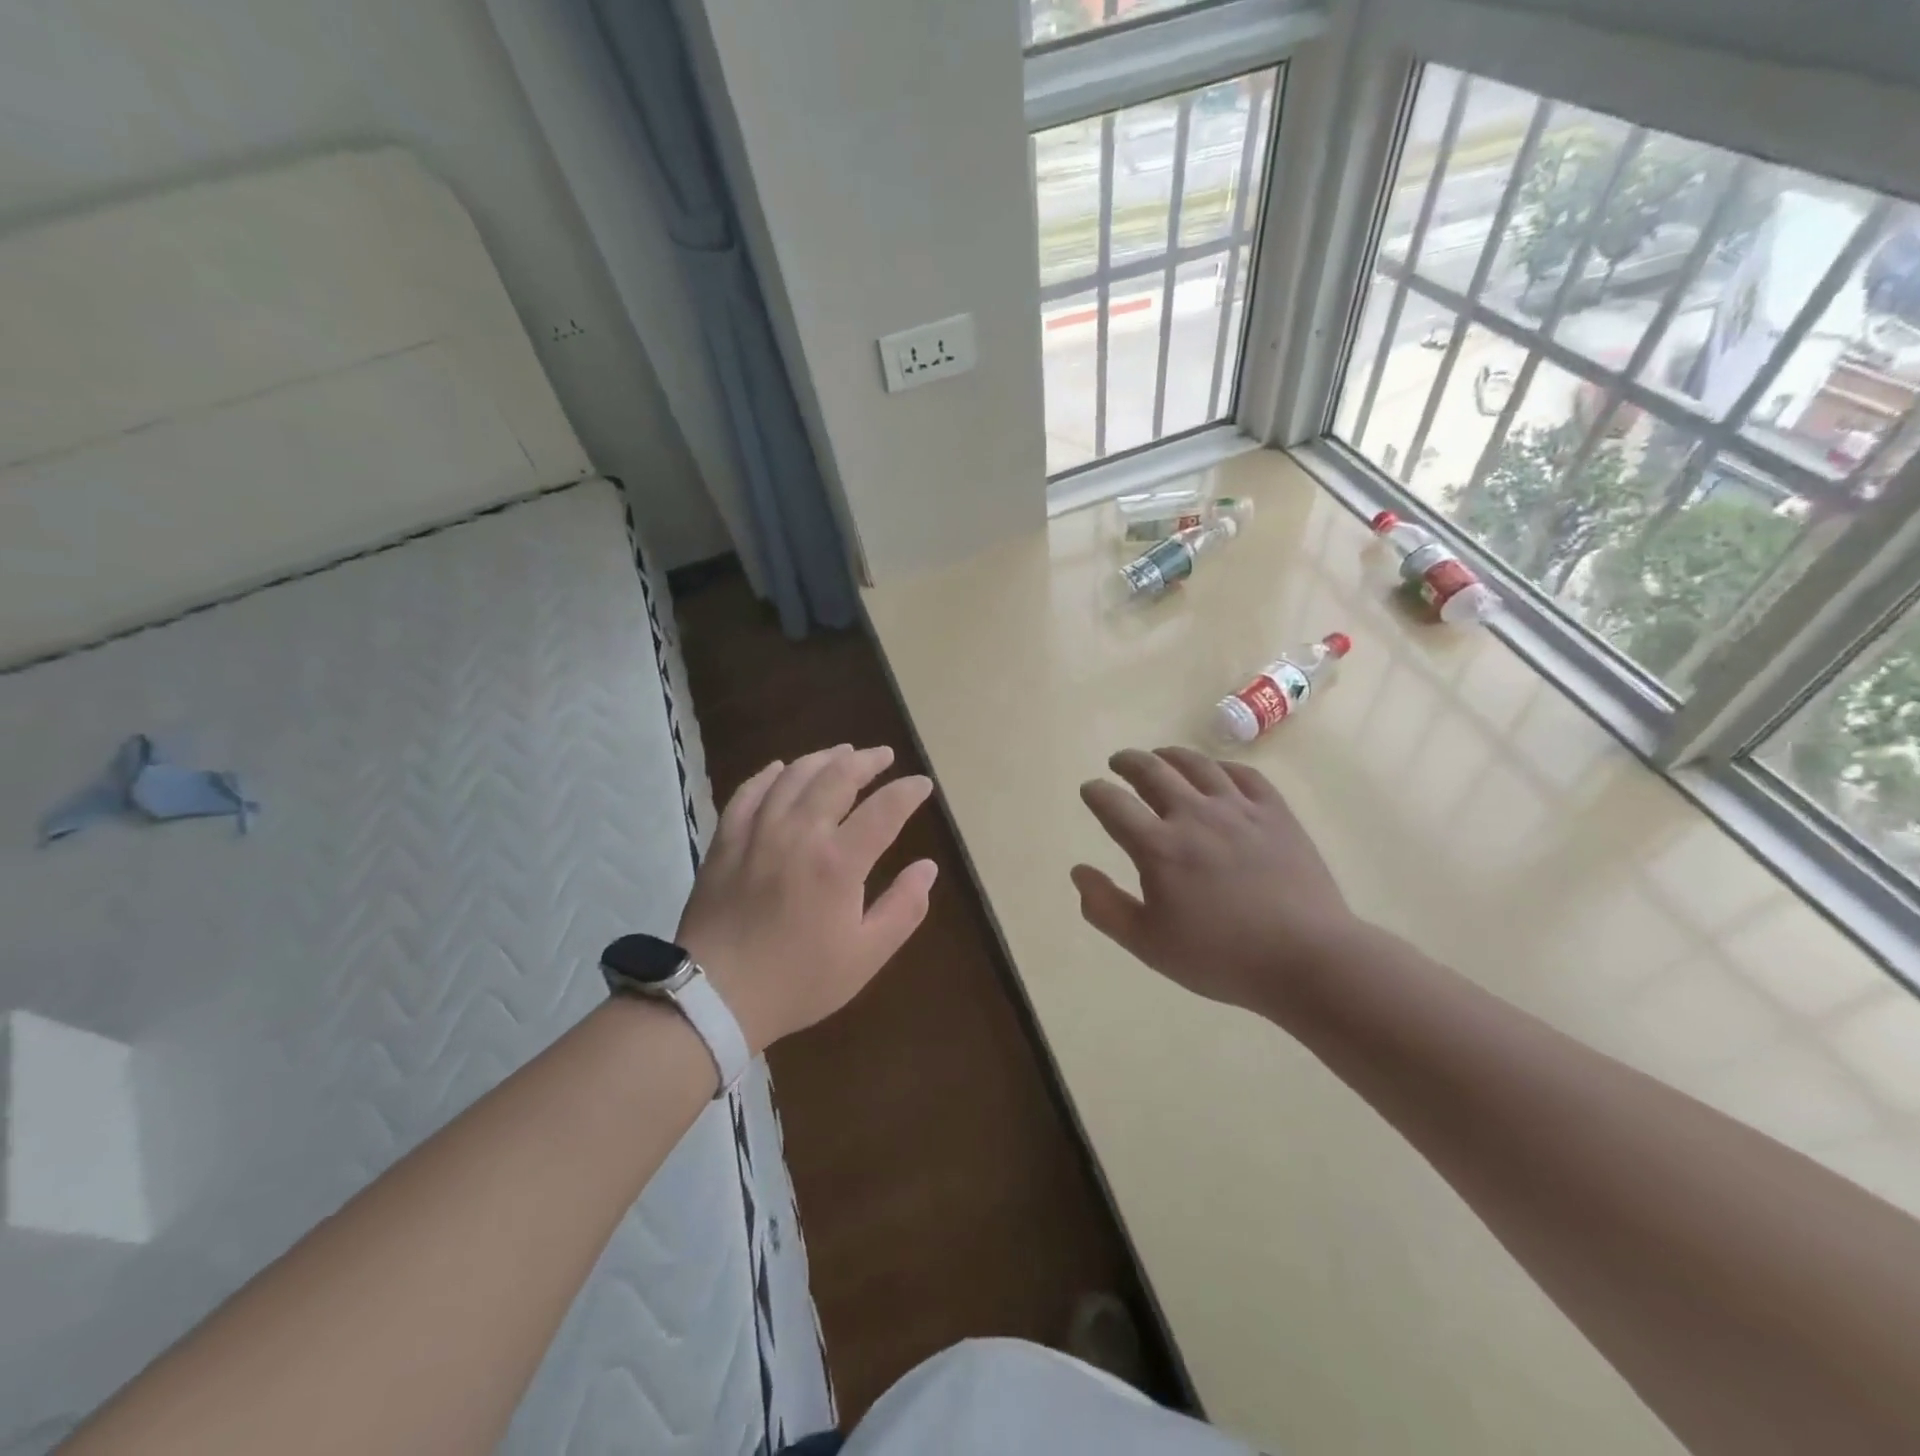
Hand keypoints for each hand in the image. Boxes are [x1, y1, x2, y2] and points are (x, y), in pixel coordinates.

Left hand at [678, 745, 936, 1054]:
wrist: (715, 996)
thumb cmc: (798, 980)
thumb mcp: (866, 956)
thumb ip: (903, 908)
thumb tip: (927, 868)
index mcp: (838, 862)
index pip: (884, 809)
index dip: (907, 792)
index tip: (922, 784)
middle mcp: (799, 833)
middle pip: (837, 777)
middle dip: (867, 761)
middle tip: (884, 756)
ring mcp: (758, 831)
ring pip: (794, 776)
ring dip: (823, 758)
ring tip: (842, 752)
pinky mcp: (726, 839)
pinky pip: (749, 792)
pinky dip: (769, 774)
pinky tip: (780, 768)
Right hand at [1071, 747, 1362, 1013]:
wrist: (1306, 959)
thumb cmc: (1221, 957)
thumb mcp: (1148, 944)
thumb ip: (1105, 908)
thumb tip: (1078, 872)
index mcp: (1159, 847)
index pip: (1113, 805)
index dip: (1096, 792)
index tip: (1090, 789)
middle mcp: (1194, 815)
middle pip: (1153, 772)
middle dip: (1129, 762)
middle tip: (1119, 762)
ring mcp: (1239, 809)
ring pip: (1197, 765)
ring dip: (1171, 755)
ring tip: (1161, 755)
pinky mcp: (1275, 813)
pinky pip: (1244, 775)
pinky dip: (1221, 767)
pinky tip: (1216, 771)